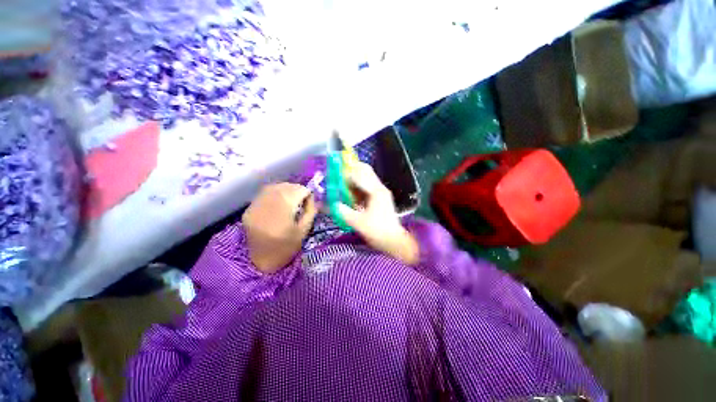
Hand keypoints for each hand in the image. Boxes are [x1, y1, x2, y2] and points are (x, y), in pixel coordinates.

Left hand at [243, 183, 316, 273]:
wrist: (262, 262)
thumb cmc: (287, 248)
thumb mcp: (304, 231)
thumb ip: (311, 211)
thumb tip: (314, 197)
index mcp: (282, 211)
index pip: (298, 190)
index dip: (307, 193)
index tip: (309, 201)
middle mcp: (267, 204)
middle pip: (285, 186)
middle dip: (297, 190)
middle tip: (301, 200)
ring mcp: (255, 206)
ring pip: (274, 187)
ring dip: (285, 190)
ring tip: (291, 200)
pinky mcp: (248, 210)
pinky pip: (263, 194)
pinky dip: (274, 194)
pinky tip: (278, 203)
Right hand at [337, 163, 418, 264]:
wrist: (394, 241)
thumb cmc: (377, 231)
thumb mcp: (359, 223)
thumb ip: (345, 212)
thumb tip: (333, 204)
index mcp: (376, 191)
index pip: (360, 174)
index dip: (347, 173)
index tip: (336, 175)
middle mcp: (380, 189)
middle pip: (366, 172)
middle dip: (352, 173)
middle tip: (339, 177)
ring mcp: (381, 193)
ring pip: (366, 180)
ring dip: (354, 181)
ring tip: (343, 187)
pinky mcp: (381, 199)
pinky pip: (368, 189)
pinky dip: (359, 190)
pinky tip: (351, 197)